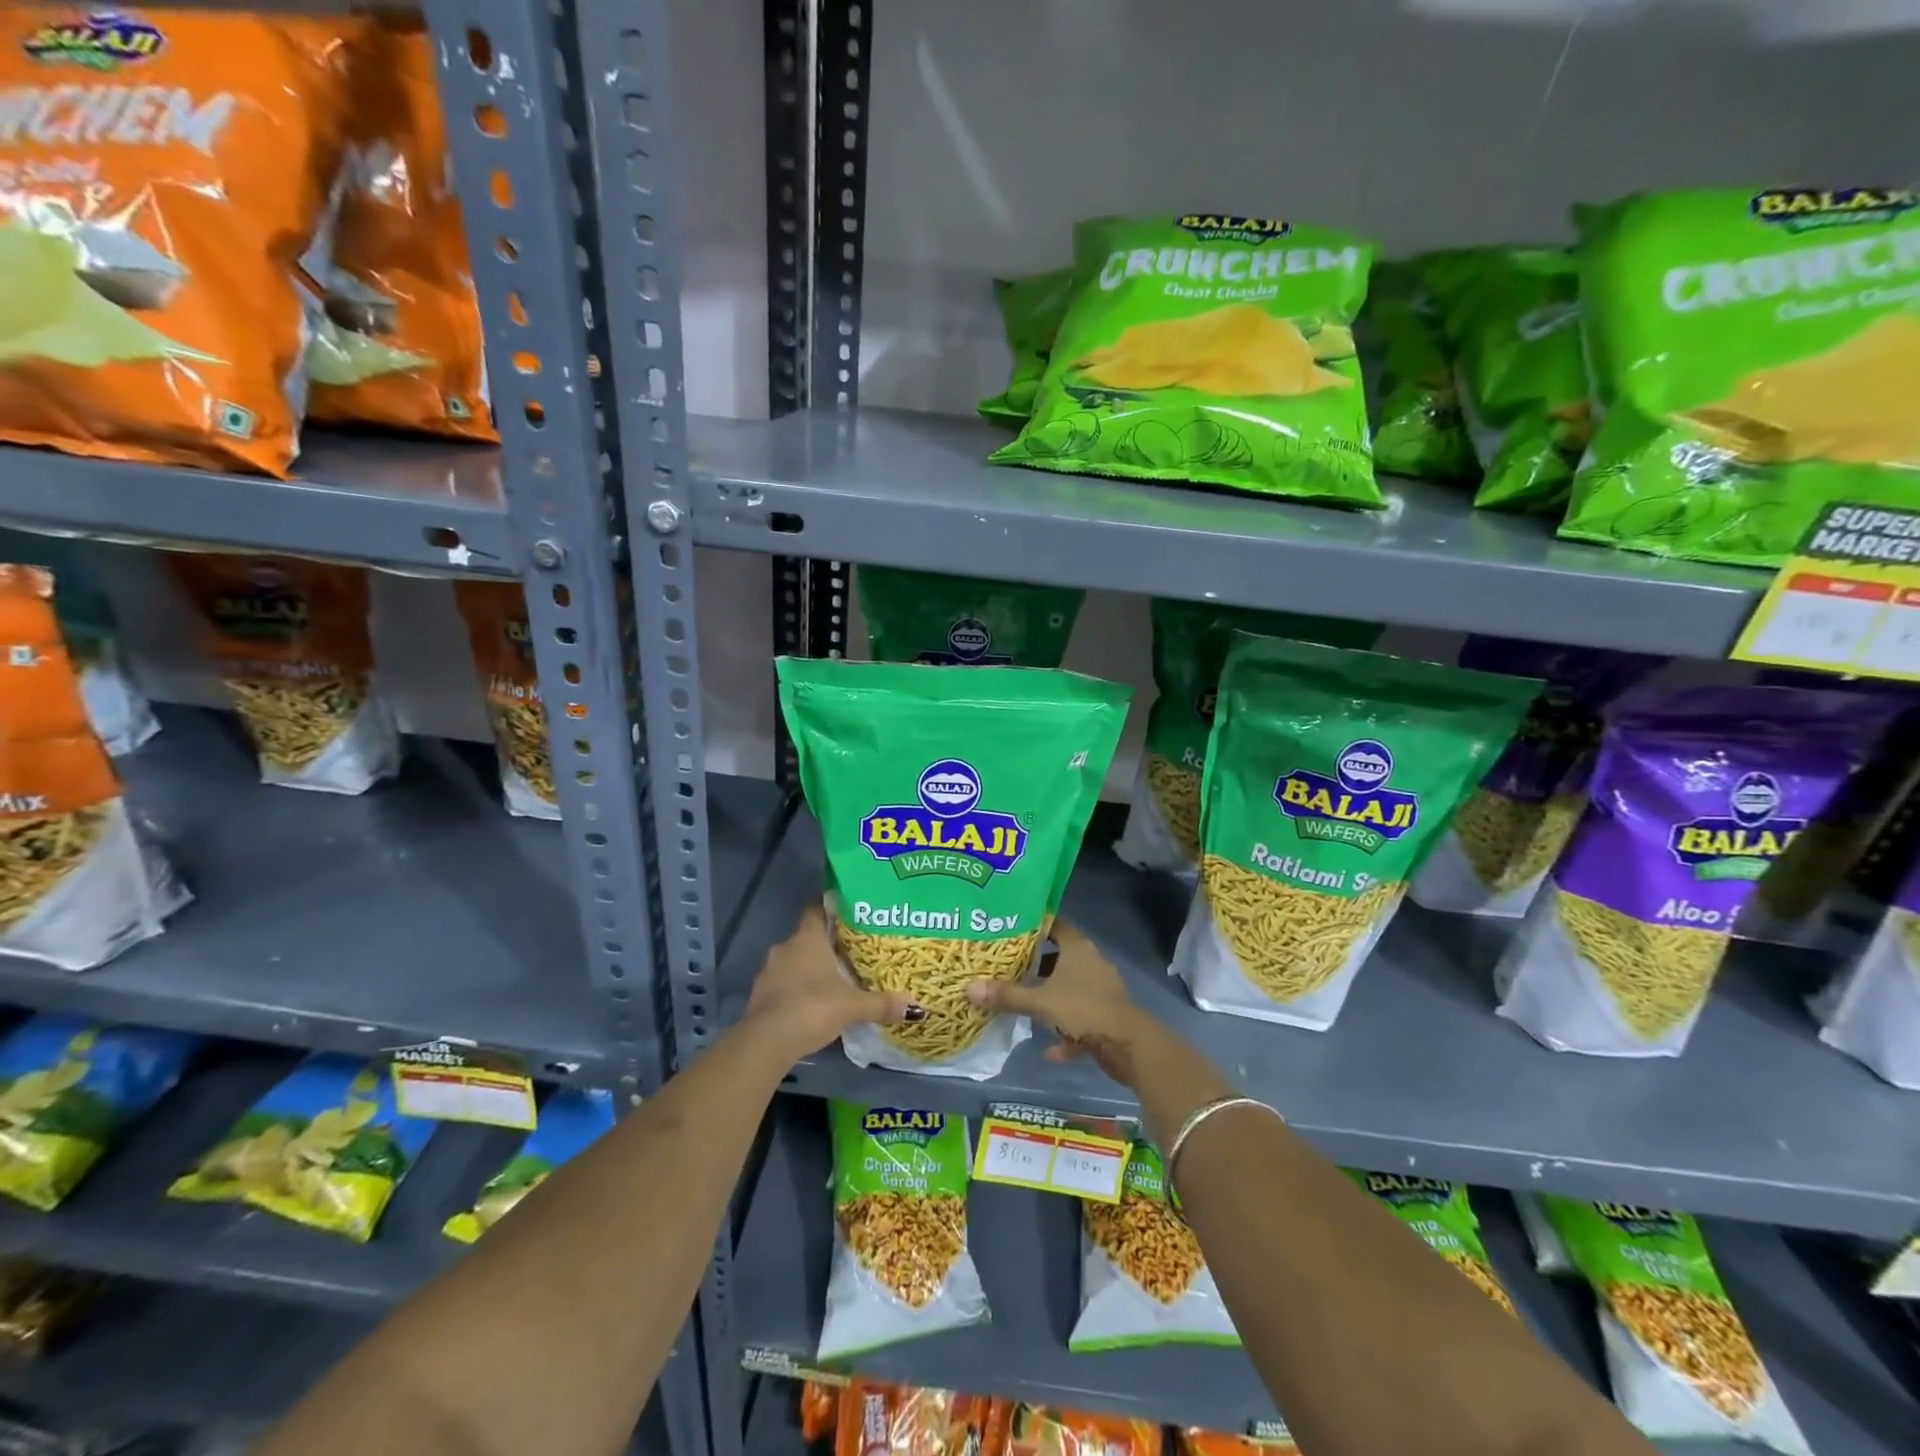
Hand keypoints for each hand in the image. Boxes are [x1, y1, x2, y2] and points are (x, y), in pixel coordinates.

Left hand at [744, 905, 913, 1059]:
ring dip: (807, 969)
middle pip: (806, 938)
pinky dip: (795, 990)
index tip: (847, 914)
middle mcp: (785, 948)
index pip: (816, 910)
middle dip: (824, 945)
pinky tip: (810, 1005)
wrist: (767, 1041)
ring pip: (792, 962)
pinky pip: (782, 984)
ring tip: (831, 981)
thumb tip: (915, 1007)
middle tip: (848, 954)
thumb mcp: (852, 1006)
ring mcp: (768, 972)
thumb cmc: (812, 1007)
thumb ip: (881, 1004)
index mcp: (807, 938)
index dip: (830, 909)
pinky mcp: (759, 996)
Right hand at [966, 919, 1155, 1084]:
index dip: (1034, 924)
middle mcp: (1091, 963)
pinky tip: (1050, 1050)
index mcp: (1078, 948)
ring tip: (1024, 1003)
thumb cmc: (1084, 1010)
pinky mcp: (1106, 1015)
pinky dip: (1066, 1031)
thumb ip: (1006, 995)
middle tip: (1007, 966)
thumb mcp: (1040, 1002)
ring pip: (1069, 987)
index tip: (1010, 928)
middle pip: (1060, 956)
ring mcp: (1101, 990)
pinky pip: (1080, 1018)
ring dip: (1050, 997)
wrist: (1129, 1045)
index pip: (1055, 924)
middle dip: (1036, 963)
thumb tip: (969, 987)